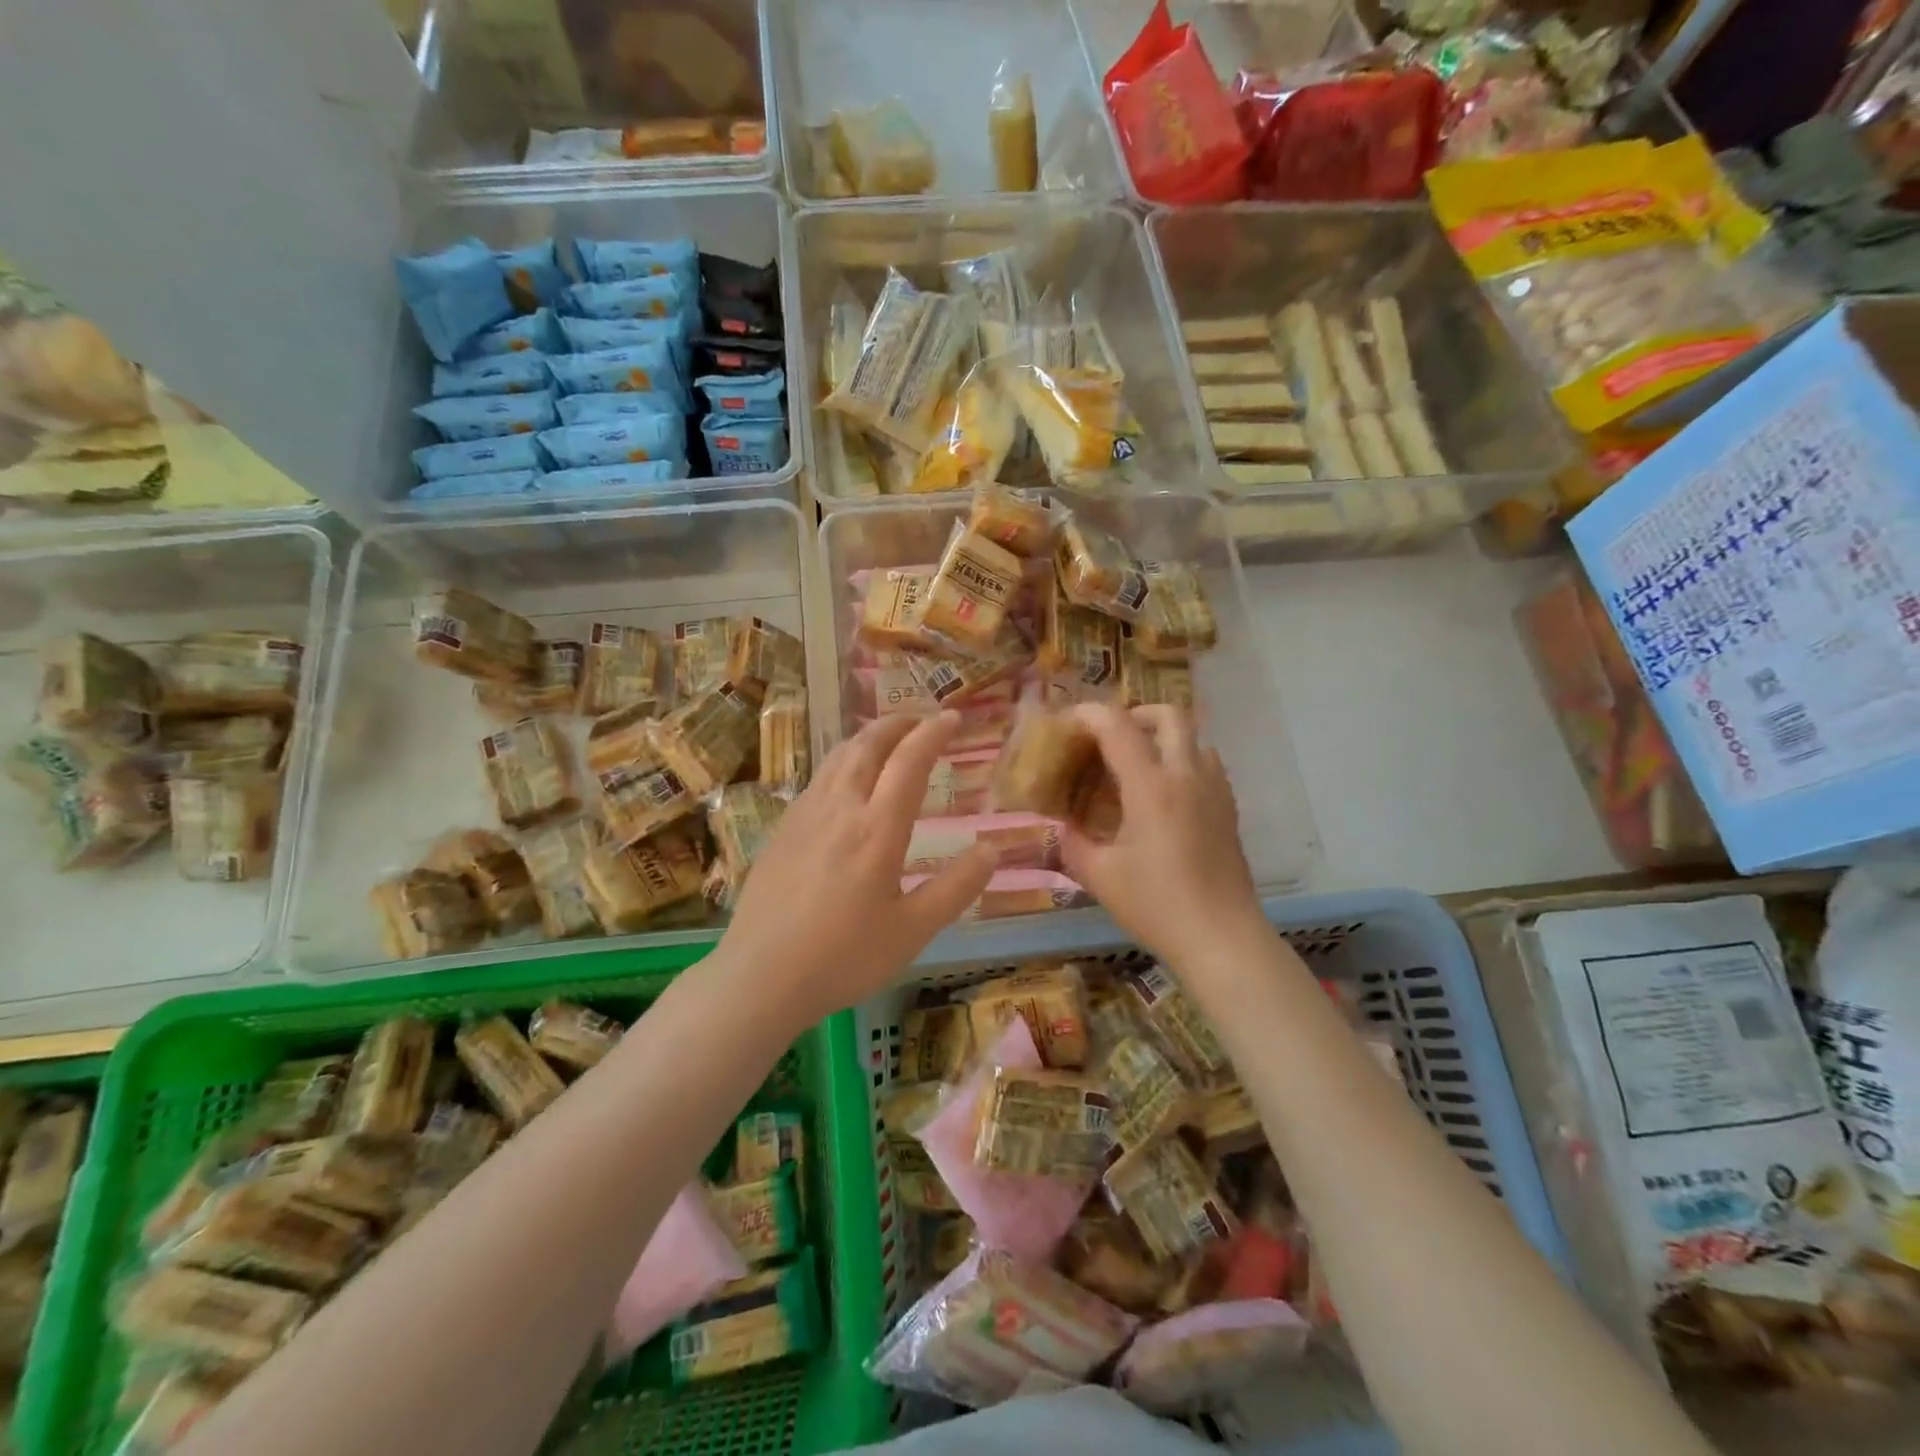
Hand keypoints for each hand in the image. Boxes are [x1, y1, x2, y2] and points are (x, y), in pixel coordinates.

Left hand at [717, 712, 995, 1024]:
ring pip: (838, 757)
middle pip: (868, 745)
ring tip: (886, 740)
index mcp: (877, 829)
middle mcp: (840, 808)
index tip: (952, 717)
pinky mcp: (782, 829)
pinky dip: (843, 761)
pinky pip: (818, 778)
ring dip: (867, 738)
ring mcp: (804, 815)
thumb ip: (956, 887)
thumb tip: (992, 849)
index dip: (933, 733)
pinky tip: (845, 782)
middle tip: (920, 719)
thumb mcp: (912, 931)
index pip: (909, 762)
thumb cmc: (843, 957)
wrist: (759, 976)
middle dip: (898, 724)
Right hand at [1059, 704, 1262, 967]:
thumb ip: (1073, 843)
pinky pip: (1206, 763)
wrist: (1222, 939)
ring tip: (1136, 765)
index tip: (1066, 724)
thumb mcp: (1100, 876)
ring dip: (1162, 737)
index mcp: (1151, 786)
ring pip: (1193, 736)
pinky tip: (1164, 795)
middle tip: (1108, 739)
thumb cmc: (1156, 906)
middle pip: (1168, 714)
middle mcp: (1186, 776)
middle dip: (1133, 714)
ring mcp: (1214, 790)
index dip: (1087, 714)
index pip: (1117, 725)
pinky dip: (1182, 760)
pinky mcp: (1229, 808)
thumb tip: (1063, 826)